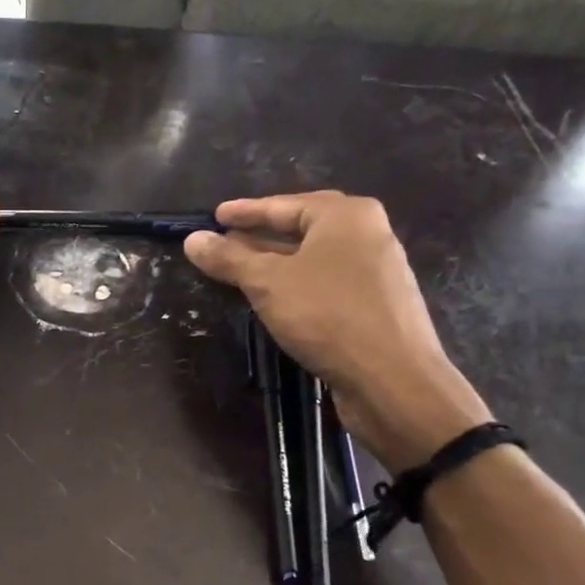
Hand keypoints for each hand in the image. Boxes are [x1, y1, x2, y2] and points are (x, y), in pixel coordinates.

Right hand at [183, 191, 491, 470]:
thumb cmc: (328, 316)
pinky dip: (296, 284)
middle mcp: (367, 235)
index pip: (284, 204)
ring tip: (240, 271)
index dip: (245, 211)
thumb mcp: (267, 283)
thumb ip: (229, 258)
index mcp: (346, 216)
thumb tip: (192, 240)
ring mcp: (375, 271)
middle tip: (224, 241)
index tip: (214, 216)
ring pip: (313, 258)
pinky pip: (326, 282)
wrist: (393, 380)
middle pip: (302, 228)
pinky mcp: (376, 305)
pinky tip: (275, 300)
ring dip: (276, 263)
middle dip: (261, 235)